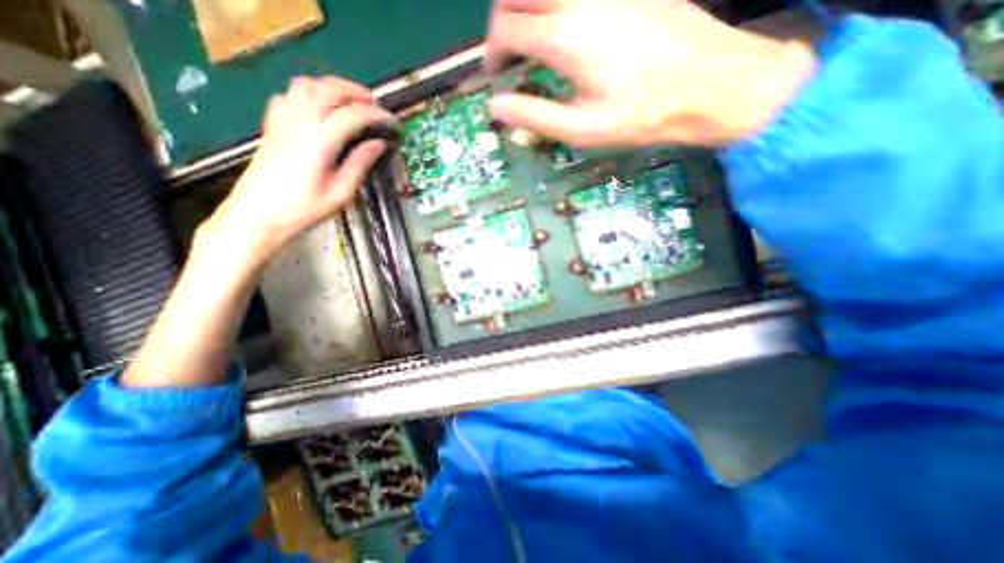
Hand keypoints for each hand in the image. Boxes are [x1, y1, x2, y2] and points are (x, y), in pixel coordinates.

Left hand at [199, 75, 395, 267]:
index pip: (353, 114)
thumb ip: (360, 164)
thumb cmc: (303, 209)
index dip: (378, 115)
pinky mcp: (273, 123)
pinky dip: (311, 92)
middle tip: (377, 107)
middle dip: (358, 93)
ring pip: (308, 84)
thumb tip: (379, 144)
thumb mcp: (341, 192)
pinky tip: (322, 107)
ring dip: (334, 87)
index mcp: (319, 141)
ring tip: (353, 102)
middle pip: (330, 89)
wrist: (258, 214)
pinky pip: (291, 93)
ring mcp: (282, 119)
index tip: (394, 124)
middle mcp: (299, 121)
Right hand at [487, 1, 813, 147]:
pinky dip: (556, 6)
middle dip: (502, 22)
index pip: (505, 29)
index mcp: (564, 36)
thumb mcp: (582, 129)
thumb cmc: (641, 114)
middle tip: (508, 54)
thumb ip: (534, 116)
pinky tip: (567, 29)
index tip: (497, 75)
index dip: (492, 54)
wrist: (709, 83)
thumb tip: (496, 107)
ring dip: (527, 8)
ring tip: (532, 41)